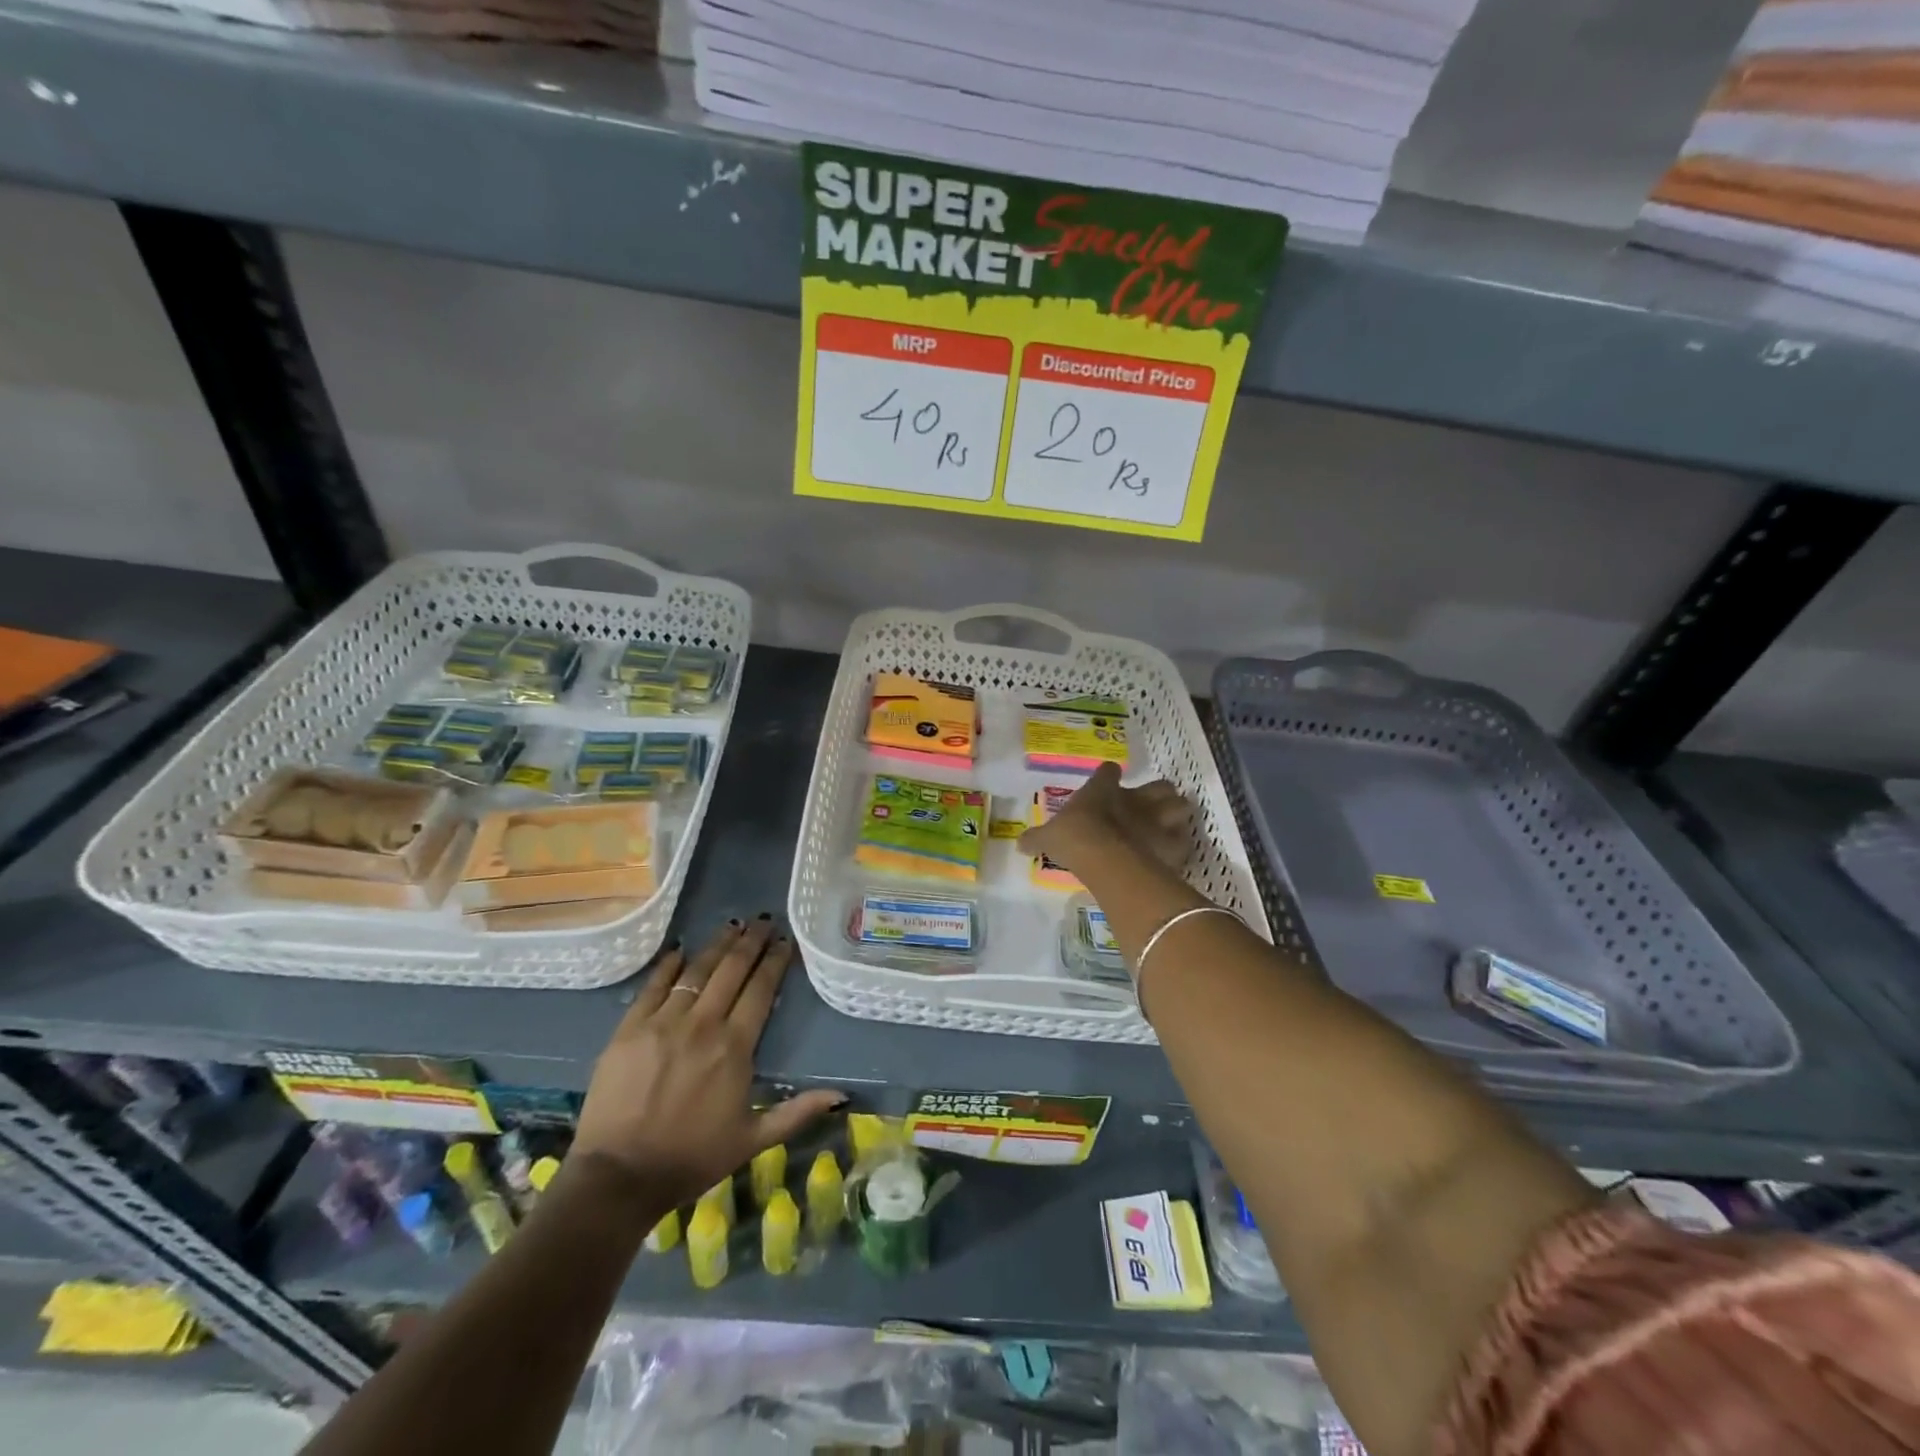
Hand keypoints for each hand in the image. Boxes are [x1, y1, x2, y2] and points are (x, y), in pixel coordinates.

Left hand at [570, 918, 844, 1207]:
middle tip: (762, 920)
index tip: (784, 941)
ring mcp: (662, 1023)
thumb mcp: (752, 1141)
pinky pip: (654, 986)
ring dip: (717, 945)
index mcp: (734, 1048)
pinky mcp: (629, 1029)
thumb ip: (797, 1113)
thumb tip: (841, 1095)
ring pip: (696, 970)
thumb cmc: (691, 1159)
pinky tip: (681, 950)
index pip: (760, 989)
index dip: (774, 961)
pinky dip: (669, 965)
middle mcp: (702, 1024)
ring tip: (732, 926)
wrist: (617, 1178)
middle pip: (731, 970)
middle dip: (750, 942)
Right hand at [1018, 762, 1193, 877]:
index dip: (1108, 776)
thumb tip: (1019, 843)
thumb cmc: (1074, 837)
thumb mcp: (1048, 836)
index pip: (1109, 771)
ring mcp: (1158, 820)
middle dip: (1159, 794)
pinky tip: (1171, 854)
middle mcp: (1136, 799)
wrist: (1104, 855)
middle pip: (1161, 786)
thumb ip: (1036, 838)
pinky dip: (1179, 847)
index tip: (1107, 780)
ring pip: (1181, 807)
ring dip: (1176, 816)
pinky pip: (1183, 842)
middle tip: (1150, 806)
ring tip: (1168, 826)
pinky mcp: (1172, 844)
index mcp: (1104, 789)